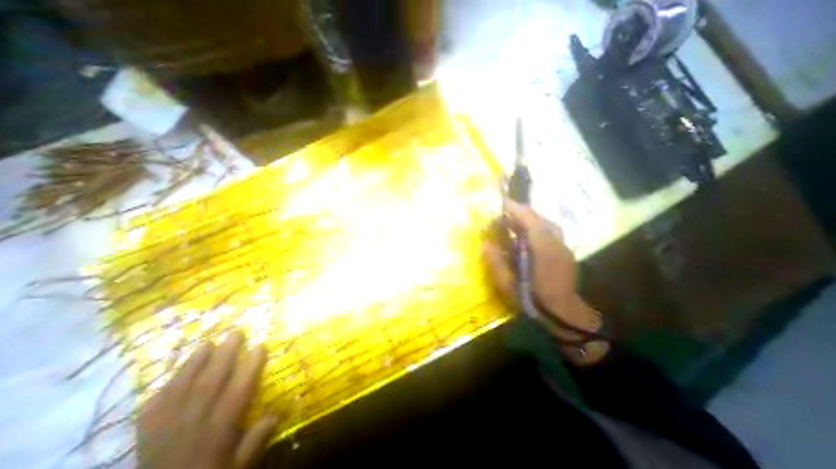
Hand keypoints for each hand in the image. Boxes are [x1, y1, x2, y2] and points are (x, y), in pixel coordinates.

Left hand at [138, 330, 276, 468]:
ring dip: (194, 363)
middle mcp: (192, 424)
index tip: (261, 345)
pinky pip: (153, 405)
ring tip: (206, 343)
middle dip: (224, 355)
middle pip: (209, 383)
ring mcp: (165, 428)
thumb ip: (255, 440)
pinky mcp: (144, 435)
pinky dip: (163, 387)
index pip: (238, 391)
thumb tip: (276, 413)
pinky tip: (173, 374)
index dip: (250, 366)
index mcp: (218, 431)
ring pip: (181, 388)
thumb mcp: (238, 467)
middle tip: (236, 332)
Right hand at [484, 199, 607, 362]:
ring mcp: (563, 247)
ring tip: (512, 224)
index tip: (499, 203)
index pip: (529, 218)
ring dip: (528, 220)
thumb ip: (495, 262)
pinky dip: (536, 229)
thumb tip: (485, 244)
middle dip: (519, 212)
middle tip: (502, 215)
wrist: (564, 317)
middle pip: (538, 218)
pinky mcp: (564, 253)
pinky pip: (549, 233)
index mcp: (542, 247)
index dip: (514, 208)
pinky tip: (525, 238)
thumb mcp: (508, 284)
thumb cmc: (533, 301)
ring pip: (545, 224)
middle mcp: (555, 242)